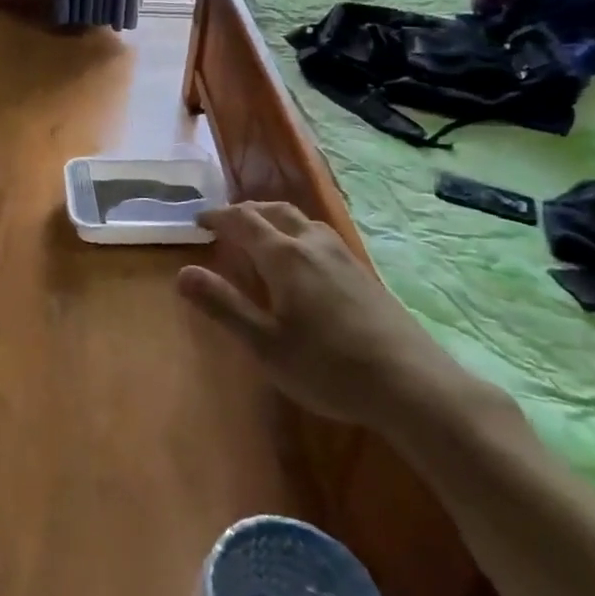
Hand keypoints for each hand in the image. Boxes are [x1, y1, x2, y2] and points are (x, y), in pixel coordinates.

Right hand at [177, 201, 477, 431]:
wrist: (412, 385)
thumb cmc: (328, 366)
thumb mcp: (265, 344)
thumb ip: (223, 305)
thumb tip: (182, 273)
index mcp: (284, 256)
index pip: (243, 221)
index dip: (217, 217)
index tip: (198, 221)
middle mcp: (313, 244)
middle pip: (275, 210)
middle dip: (246, 211)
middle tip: (227, 224)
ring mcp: (343, 256)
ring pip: (302, 220)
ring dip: (275, 219)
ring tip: (262, 236)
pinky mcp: (363, 273)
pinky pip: (321, 236)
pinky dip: (298, 234)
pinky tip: (303, 262)